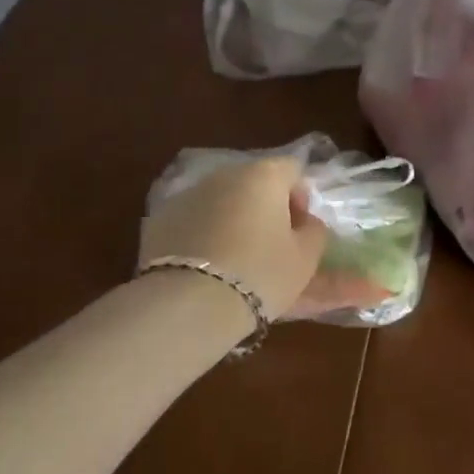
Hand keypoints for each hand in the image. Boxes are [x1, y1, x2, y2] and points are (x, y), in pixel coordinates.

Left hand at [139, 157, 328, 317]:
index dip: (301, 197)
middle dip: (265, 208)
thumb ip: (313, 231)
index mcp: (263, 175)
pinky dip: (203, 235)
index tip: (299, 229)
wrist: (189, 303)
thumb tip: (305, 221)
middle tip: (270, 246)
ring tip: (235, 260)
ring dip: (233, 220)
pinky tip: (205, 267)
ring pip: (221, 201)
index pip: (292, 170)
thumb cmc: (260, 274)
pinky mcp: (160, 219)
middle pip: (254, 182)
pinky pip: (193, 220)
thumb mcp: (305, 258)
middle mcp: (224, 175)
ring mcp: (188, 194)